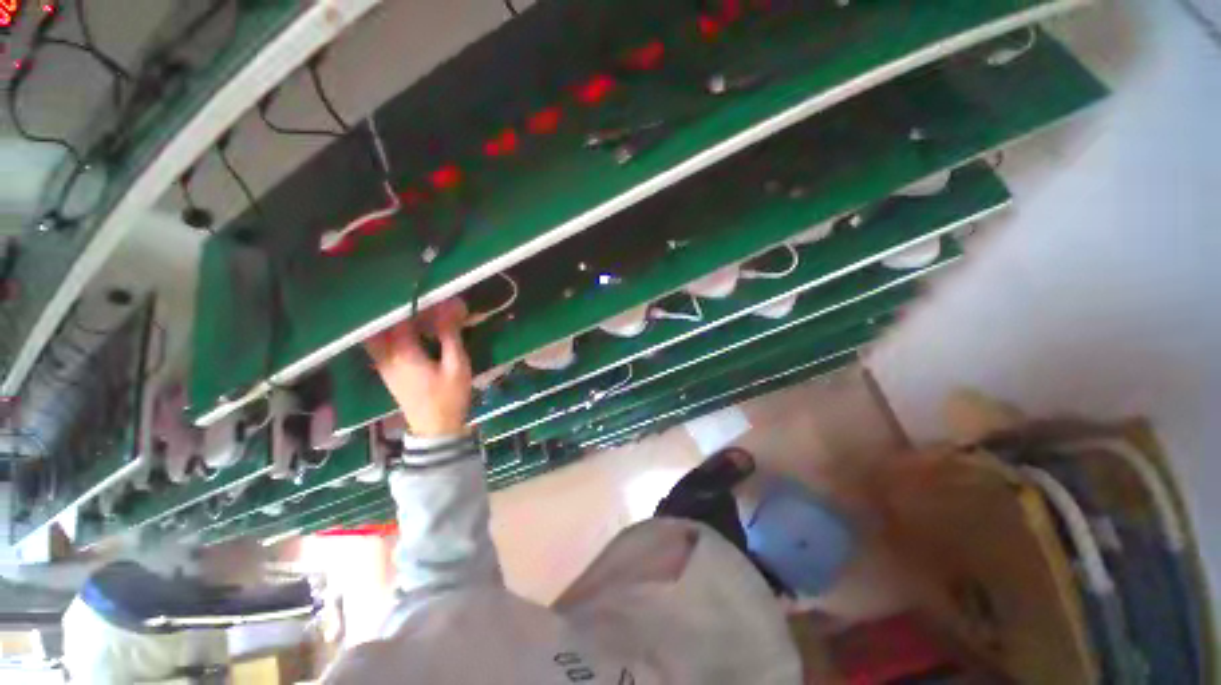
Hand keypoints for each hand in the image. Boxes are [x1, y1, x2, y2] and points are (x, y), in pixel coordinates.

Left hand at [365, 299, 471, 437]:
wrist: (436, 428)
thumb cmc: (449, 396)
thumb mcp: (457, 365)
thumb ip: (450, 336)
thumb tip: (449, 309)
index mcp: (404, 354)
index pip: (402, 320)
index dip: (416, 306)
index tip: (433, 299)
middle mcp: (387, 357)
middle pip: (383, 326)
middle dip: (400, 313)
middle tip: (420, 306)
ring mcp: (383, 366)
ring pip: (378, 336)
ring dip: (393, 324)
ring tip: (415, 318)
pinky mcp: (387, 373)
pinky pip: (381, 346)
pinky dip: (391, 335)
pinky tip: (409, 335)